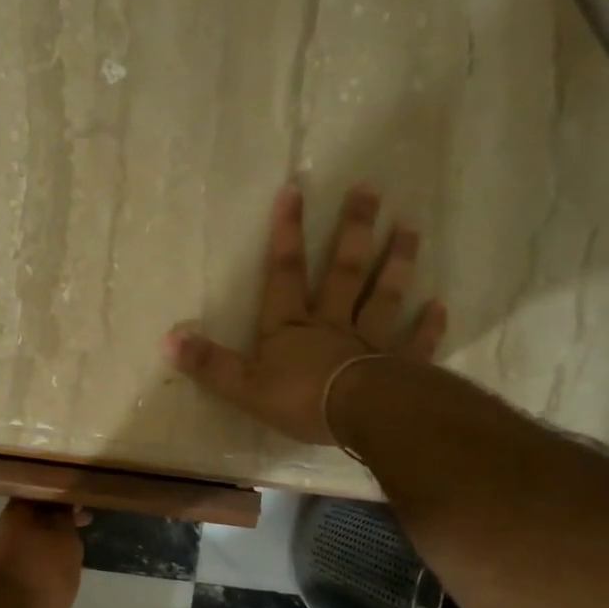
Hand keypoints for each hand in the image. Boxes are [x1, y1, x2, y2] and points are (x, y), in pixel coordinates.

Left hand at [0, 500, 87, 607]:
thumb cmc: (43, 570)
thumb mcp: (64, 536)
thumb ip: (64, 516)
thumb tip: (62, 504)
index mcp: (13, 513)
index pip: (36, 493)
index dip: (58, 496)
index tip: (78, 502)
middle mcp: (0, 532)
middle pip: (31, 519)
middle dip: (54, 522)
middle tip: (81, 526)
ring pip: (28, 543)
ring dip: (48, 545)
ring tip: (74, 553)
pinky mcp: (1, 586)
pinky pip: (26, 567)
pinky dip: (41, 567)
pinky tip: (58, 575)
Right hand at [162, 184, 445, 444]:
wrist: (361, 417)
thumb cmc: (300, 400)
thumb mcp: (242, 386)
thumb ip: (208, 363)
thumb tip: (168, 339)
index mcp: (291, 327)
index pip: (284, 273)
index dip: (286, 233)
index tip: (295, 190)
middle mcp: (333, 323)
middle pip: (343, 270)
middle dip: (353, 230)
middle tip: (370, 190)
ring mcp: (371, 342)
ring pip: (383, 295)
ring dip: (396, 262)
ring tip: (410, 227)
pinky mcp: (401, 366)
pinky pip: (416, 342)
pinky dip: (428, 325)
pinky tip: (439, 305)